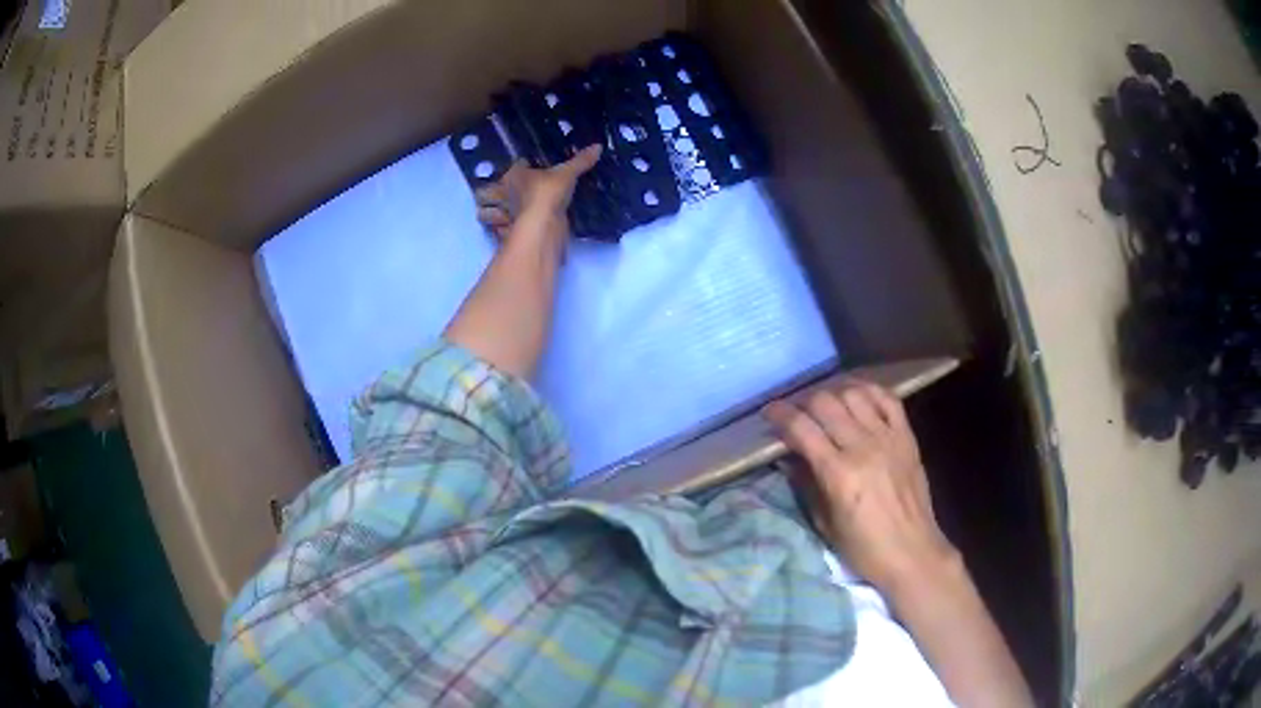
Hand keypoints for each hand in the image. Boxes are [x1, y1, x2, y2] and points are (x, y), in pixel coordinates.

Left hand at [474, 145, 602, 240]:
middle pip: (484, 192)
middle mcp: (503, 194)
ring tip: (504, 214)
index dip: (520, 167)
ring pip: (485, 214)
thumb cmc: (548, 193)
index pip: (512, 167)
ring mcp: (502, 215)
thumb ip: (580, 161)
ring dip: (491, 214)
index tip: (528, 168)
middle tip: (505, 195)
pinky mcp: (506, 234)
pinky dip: (502, 232)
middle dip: (489, 194)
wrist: (542, 227)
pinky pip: (497, 232)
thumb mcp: (567, 174)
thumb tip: (598, 146)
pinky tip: (511, 231)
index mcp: (513, 175)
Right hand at [764, 381, 958, 596]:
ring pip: (854, 394)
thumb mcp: (824, 523)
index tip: (769, 413)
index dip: (780, 415)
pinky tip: (857, 396)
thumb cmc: (863, 548)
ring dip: (834, 393)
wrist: (912, 552)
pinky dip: (869, 391)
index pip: (801, 428)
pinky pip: (888, 399)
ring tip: (826, 404)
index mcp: (838, 474)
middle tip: (796, 412)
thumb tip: (789, 457)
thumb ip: (806, 484)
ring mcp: (888, 438)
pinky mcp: (907, 436)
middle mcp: (862, 447)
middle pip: (825, 403)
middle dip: (803, 402)